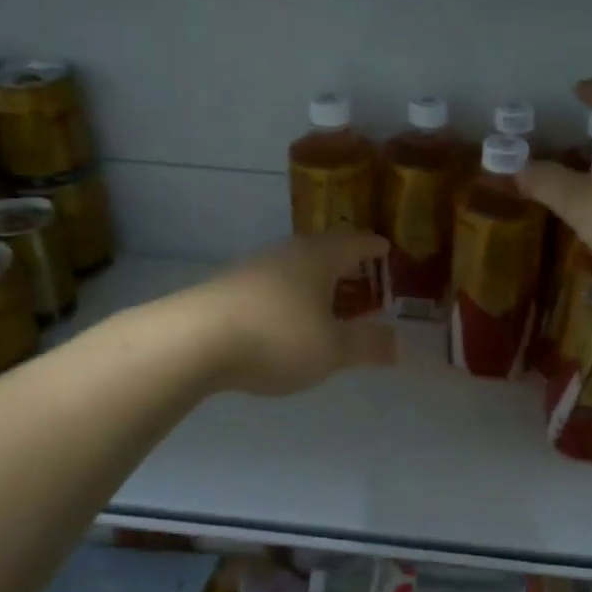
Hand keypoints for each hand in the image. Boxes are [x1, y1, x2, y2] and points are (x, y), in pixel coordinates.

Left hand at [194, 232, 396, 396]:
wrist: (193, 341)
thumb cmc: (277, 337)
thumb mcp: (332, 350)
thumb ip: (367, 345)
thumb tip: (398, 343)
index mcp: (319, 257)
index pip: (355, 241)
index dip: (374, 247)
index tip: (386, 249)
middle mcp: (287, 253)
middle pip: (323, 250)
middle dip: (344, 264)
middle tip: (360, 278)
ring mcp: (253, 268)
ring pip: (294, 267)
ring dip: (313, 282)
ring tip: (325, 303)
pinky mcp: (227, 288)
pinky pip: (270, 285)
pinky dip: (287, 297)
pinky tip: (284, 320)